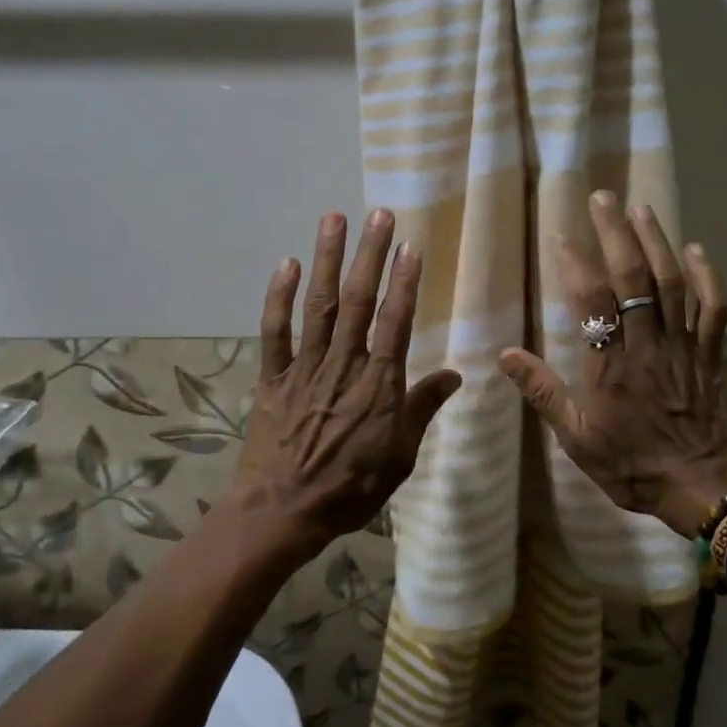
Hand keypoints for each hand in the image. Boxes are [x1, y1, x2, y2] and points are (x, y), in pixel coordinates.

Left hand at [230, 209, 461, 563]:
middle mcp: (343, 366)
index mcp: (379, 386)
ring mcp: (304, 368)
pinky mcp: (272, 378)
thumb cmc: (350, 489)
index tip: (410, 247)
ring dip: (326, 260)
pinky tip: (286, 264)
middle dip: (369, 255)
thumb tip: (455, 374)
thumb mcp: (400, 457)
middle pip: (357, 302)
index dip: (404, 283)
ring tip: (333, 218)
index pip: (395, 323)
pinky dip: (279, 297)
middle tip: (378, 213)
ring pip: (318, 306)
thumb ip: (423, 409)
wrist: (282, 513)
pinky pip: (274, 332)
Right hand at [499, 191, 726, 537]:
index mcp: (611, 365)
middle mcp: (648, 345)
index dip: (577, 264)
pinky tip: (696, 248)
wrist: (700, 485)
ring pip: (673, 283)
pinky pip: (714, 307)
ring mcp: (683, 346)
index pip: (592, 302)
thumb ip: (543, 393)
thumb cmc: (631, 464)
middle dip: (617, 234)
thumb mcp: (577, 439)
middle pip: (634, 279)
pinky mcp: (709, 353)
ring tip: (640, 208)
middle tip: (603, 198)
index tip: (561, 236)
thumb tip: (505, 354)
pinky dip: (708, 275)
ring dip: (657, 241)